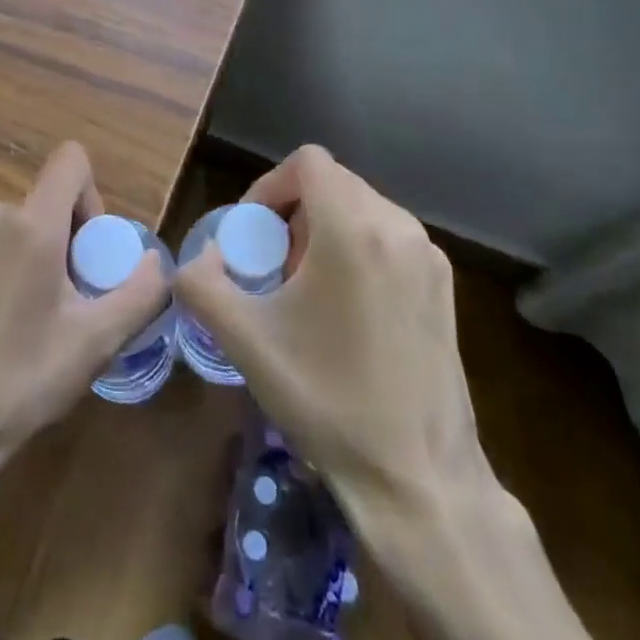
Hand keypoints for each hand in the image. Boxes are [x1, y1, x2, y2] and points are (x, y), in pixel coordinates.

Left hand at [0, 142, 167, 530]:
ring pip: (19, 227)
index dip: (93, 197)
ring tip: (31, 325)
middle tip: (68, 306)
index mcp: (31, 224)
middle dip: (68, 242)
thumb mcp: (94, 345)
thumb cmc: (15, 383)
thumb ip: (140, 293)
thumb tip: (156, 260)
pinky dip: (5, 272)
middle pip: (48, 202)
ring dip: (37, 259)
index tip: (90, 254)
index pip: (72, 160)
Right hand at [175, 147, 604, 639]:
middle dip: (294, 212)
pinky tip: (346, 309)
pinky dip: (357, 249)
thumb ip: (202, 285)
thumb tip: (196, 260)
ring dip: (325, 229)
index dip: (269, 186)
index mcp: (354, 229)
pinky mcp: (444, 285)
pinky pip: (389, 237)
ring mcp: (428, 256)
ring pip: (362, 208)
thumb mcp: (247, 342)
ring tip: (305, 288)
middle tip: (273, 264)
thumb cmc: (328, 400)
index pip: (307, 162)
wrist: (419, 478)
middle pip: (333, 183)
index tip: (253, 233)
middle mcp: (399, 227)